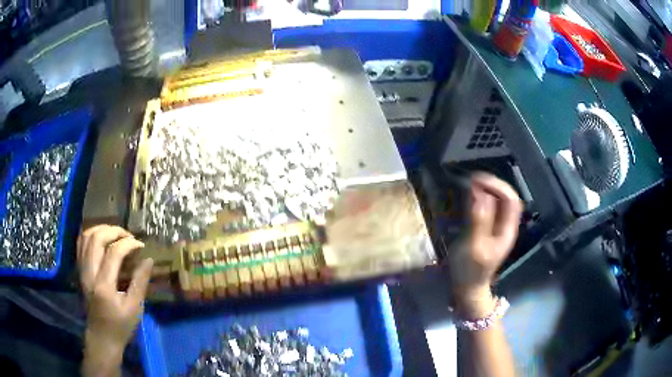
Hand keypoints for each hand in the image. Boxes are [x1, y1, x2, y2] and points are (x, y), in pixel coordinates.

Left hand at [77, 225, 152, 373]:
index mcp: (104, 285)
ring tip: (116, 233)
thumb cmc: (120, 326)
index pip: (113, 253)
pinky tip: (102, 238)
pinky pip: (81, 244)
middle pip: (97, 239)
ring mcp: (82, 270)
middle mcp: (89, 273)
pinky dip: (91, 235)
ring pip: (86, 237)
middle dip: (114, 231)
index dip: (128, 244)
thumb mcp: (134, 308)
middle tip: (128, 236)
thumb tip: (149, 259)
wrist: (101, 337)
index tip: (141, 245)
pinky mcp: (79, 270)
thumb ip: (140, 282)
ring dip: (102, 229)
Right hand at [447, 173, 521, 316]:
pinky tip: (470, 196)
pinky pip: (489, 208)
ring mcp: (497, 227)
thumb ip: (478, 220)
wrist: (467, 289)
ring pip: (498, 201)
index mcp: (507, 230)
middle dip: (492, 184)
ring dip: (487, 189)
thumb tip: (479, 193)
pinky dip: (481, 198)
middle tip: (472, 180)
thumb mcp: (474, 246)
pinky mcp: (487, 229)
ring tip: (470, 184)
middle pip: (506, 197)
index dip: (497, 186)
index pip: (510, 199)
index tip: (477, 180)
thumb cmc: (470, 271)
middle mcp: (505, 225)